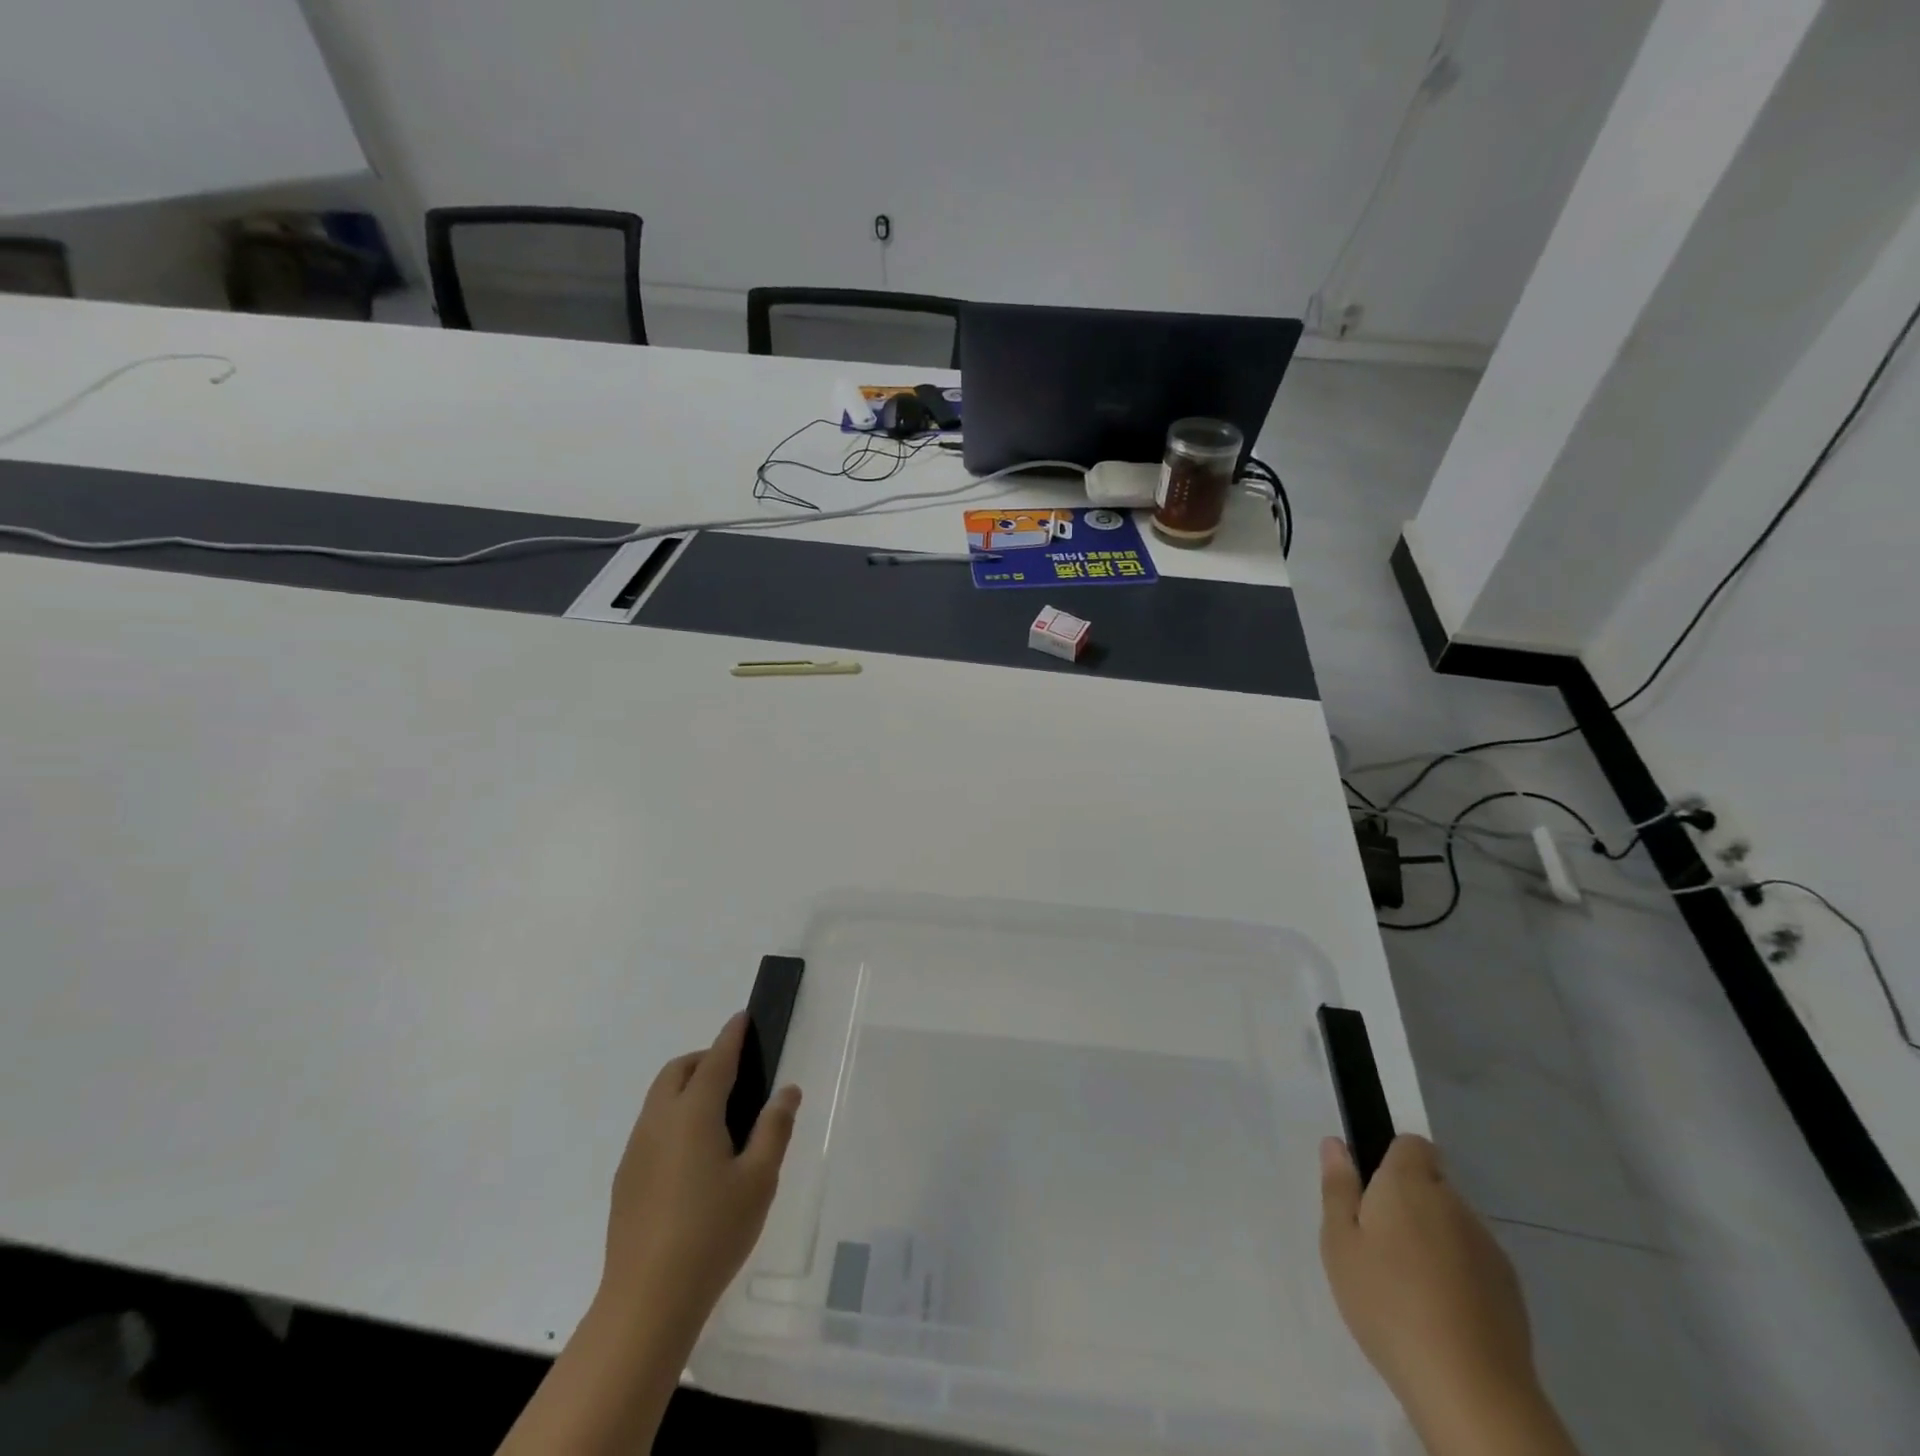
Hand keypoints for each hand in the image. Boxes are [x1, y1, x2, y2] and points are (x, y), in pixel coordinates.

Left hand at [599, 1013, 801, 1328]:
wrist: (646, 1303)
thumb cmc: (712, 1234)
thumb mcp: (759, 1180)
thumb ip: (774, 1128)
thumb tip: (787, 1091)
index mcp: (693, 1113)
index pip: (716, 1059)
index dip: (731, 1036)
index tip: (743, 1018)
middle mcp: (658, 1121)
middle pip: (677, 1071)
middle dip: (704, 1059)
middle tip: (736, 1073)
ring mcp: (636, 1151)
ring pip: (659, 1098)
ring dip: (686, 1087)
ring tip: (719, 1116)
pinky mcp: (625, 1179)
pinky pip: (651, 1127)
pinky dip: (673, 1117)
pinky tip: (693, 1156)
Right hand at [1319, 1135, 1537, 1427]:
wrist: (1471, 1391)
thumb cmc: (1388, 1304)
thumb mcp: (1340, 1243)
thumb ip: (1338, 1188)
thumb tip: (1336, 1144)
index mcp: (1410, 1184)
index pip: (1412, 1144)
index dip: (1392, 1159)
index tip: (1372, 1192)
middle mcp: (1454, 1204)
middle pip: (1431, 1185)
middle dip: (1408, 1204)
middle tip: (1378, 1245)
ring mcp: (1488, 1248)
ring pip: (1453, 1225)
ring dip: (1433, 1239)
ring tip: (1408, 1286)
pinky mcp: (1510, 1291)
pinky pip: (1474, 1262)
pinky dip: (1457, 1274)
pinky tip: (1440, 1313)